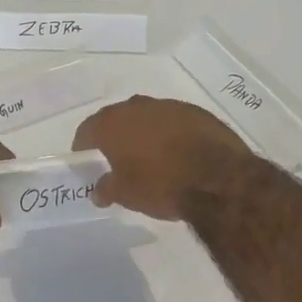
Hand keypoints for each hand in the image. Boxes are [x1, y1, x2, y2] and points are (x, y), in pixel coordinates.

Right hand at [73, 96, 252, 220]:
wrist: (218, 178)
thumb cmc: (160, 185)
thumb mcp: (126, 195)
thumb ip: (106, 189)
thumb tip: (98, 191)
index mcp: (112, 124)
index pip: (87, 130)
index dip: (83, 145)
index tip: (86, 158)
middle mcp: (137, 107)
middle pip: (117, 119)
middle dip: (114, 135)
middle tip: (116, 157)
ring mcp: (168, 106)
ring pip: (147, 116)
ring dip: (144, 132)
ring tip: (149, 155)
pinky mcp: (196, 112)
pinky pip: (173, 121)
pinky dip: (170, 133)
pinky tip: (177, 152)